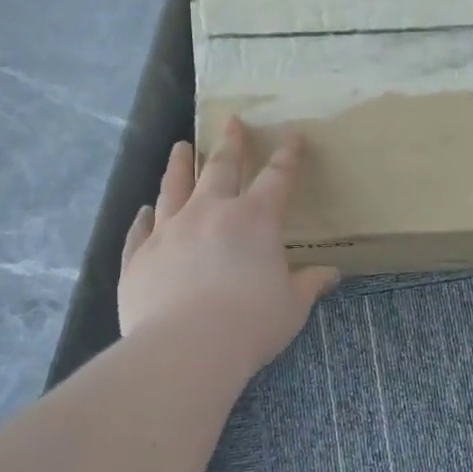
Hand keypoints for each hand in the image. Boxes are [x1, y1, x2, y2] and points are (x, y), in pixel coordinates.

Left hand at [119, 117, 338, 373]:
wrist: (186, 348)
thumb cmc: (251, 323)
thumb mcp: (292, 306)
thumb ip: (310, 284)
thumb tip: (332, 274)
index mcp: (255, 220)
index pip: (277, 178)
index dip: (287, 156)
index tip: (291, 136)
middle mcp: (210, 213)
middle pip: (221, 168)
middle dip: (231, 144)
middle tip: (231, 122)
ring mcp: (169, 231)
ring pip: (174, 187)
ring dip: (181, 165)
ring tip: (181, 147)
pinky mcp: (140, 256)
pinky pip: (141, 230)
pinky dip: (144, 218)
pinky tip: (144, 210)